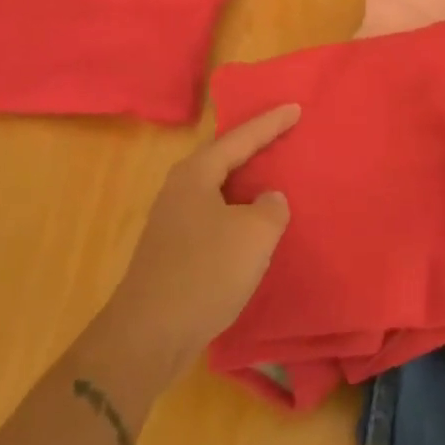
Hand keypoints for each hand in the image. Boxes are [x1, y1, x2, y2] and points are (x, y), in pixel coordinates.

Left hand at [95, 106, 299, 377]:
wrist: (148, 336)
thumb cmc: (204, 273)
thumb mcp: (253, 236)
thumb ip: (271, 209)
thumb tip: (268, 200)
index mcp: (197, 174)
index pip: (241, 138)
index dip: (270, 123)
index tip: (295, 107)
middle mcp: (180, 188)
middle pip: (224, 158)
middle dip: (254, 147)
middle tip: (283, 134)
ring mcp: (172, 221)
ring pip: (218, 189)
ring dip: (245, 183)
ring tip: (272, 177)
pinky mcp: (173, 250)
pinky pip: (214, 216)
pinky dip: (237, 212)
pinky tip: (250, 227)